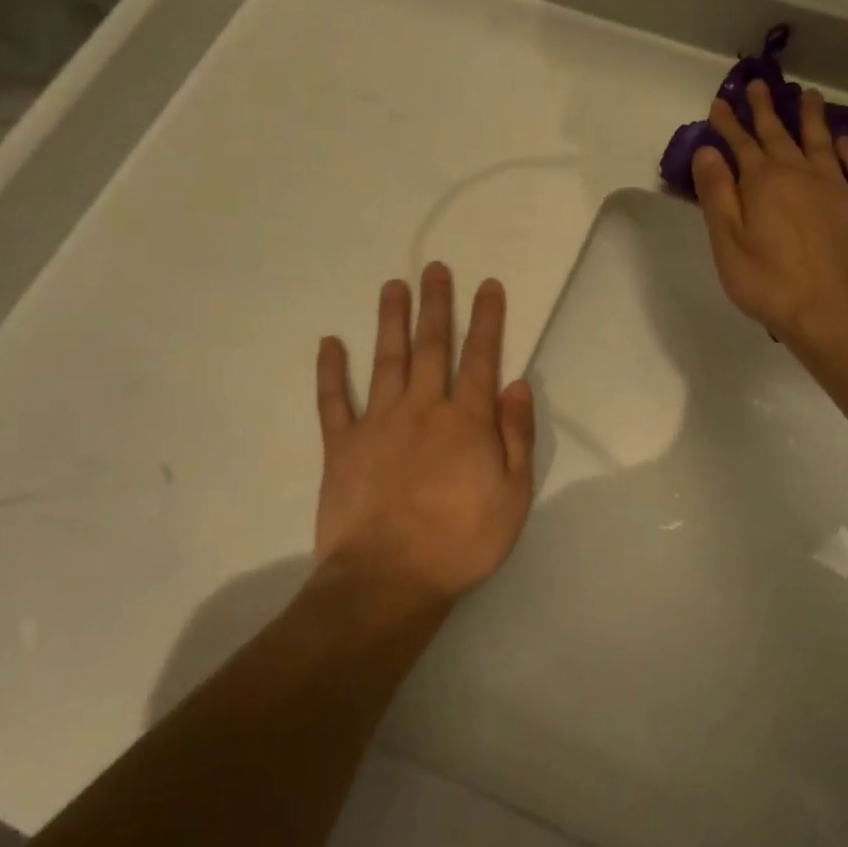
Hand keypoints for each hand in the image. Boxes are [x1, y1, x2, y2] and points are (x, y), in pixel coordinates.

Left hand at [314, 264, 536, 598]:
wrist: (389, 578)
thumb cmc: (461, 541)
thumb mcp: (513, 495)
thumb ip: (516, 436)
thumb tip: (518, 385)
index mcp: (466, 420)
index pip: (481, 357)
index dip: (486, 319)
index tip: (486, 284)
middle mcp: (423, 408)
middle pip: (431, 346)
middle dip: (436, 304)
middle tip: (435, 268)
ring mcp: (378, 423)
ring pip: (386, 360)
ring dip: (391, 320)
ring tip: (393, 285)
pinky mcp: (342, 445)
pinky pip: (334, 401)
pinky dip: (331, 371)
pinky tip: (330, 343)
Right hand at [692, 81, 847, 343]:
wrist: (833, 311)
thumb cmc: (769, 282)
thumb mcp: (727, 242)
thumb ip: (717, 194)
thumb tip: (708, 151)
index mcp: (763, 182)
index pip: (742, 144)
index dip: (729, 123)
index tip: (720, 102)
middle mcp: (801, 175)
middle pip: (780, 135)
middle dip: (766, 109)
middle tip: (759, 84)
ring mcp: (837, 189)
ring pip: (822, 143)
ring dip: (812, 118)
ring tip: (808, 95)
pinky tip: (847, 144)